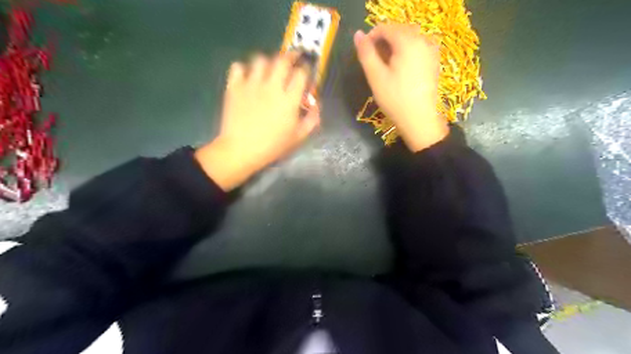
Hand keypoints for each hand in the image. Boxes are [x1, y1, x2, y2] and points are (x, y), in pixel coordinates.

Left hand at [195, 54, 320, 190]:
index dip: (306, 69)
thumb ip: (312, 119)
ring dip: (268, 62)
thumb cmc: (272, 146)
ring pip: (260, 59)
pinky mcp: (234, 87)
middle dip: (291, 56)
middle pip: (282, 60)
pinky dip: (244, 69)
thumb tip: (316, 104)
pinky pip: (238, 66)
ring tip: (269, 70)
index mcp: (289, 99)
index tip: (306, 71)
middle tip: (292, 60)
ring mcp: (251, 85)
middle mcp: (271, 86)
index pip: (301, 73)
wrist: (241, 150)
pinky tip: (248, 78)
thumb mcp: (298, 137)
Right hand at [354, 24, 447, 151]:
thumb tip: (358, 35)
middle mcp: (423, 41)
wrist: (419, 120)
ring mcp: (431, 51)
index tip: (363, 52)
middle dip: (383, 42)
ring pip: (408, 40)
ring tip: (384, 67)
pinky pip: (416, 49)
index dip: (371, 37)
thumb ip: (366, 53)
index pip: (386, 28)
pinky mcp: (433, 62)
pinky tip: (398, 70)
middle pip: (398, 32)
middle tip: (373, 62)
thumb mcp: (376, 77)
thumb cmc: (395, 99)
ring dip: (393, 48)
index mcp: (408, 42)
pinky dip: (405, 54)